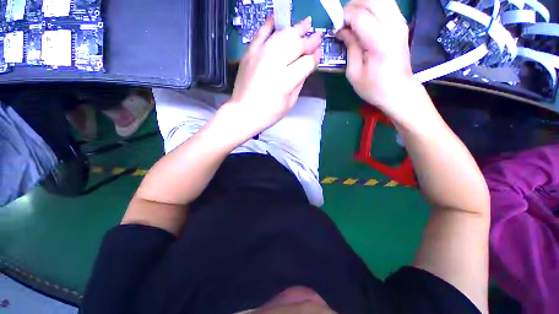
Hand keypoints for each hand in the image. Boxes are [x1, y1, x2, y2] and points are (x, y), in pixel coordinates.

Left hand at [220, 17, 321, 137]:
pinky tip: (278, 18)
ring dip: (296, 28)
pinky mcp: (250, 52)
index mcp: (286, 80)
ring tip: (306, 23)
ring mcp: (261, 55)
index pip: (307, 62)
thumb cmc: (268, 114)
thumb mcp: (289, 103)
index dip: (315, 58)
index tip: (319, 55)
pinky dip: (270, 24)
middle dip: (310, 41)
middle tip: (317, 37)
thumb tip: (307, 67)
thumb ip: (299, 83)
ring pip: (283, 35)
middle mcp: (275, 63)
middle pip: (297, 45)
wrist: (243, 112)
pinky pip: (261, 32)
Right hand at [337, 0, 415, 115]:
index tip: (337, 29)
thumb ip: (350, 47)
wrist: (398, 91)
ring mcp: (400, 22)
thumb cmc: (373, 87)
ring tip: (353, 19)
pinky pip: (387, 4)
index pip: (359, 14)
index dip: (344, 17)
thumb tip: (343, 30)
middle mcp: (392, 25)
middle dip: (353, 6)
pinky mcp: (402, 24)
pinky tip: (366, 19)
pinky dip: (373, 7)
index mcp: (379, 40)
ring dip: (363, 4)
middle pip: (371, 0)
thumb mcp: (354, 72)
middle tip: (343, 21)